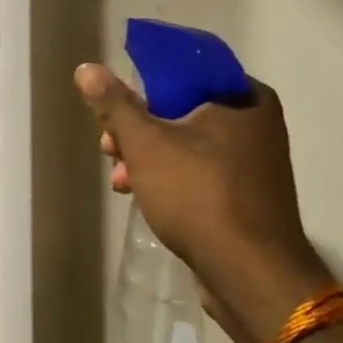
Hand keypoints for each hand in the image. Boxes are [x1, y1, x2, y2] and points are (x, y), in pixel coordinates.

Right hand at [75, 63, 330, 342]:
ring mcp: (254, 162)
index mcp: (243, 97)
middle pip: (181, 110)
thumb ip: (115, 104)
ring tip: (120, 180)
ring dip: (147, 157)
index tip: (115, 106)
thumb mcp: (146, 144)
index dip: (143, 84)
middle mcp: (256, 123)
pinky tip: (140, 196)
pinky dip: (169, 178)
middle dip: (138, 129)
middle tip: (109, 146)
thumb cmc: (199, 194)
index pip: (185, 70)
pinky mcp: (246, 196)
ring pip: (186, 144)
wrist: (250, 274)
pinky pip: (199, 172)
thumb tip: (87, 68)